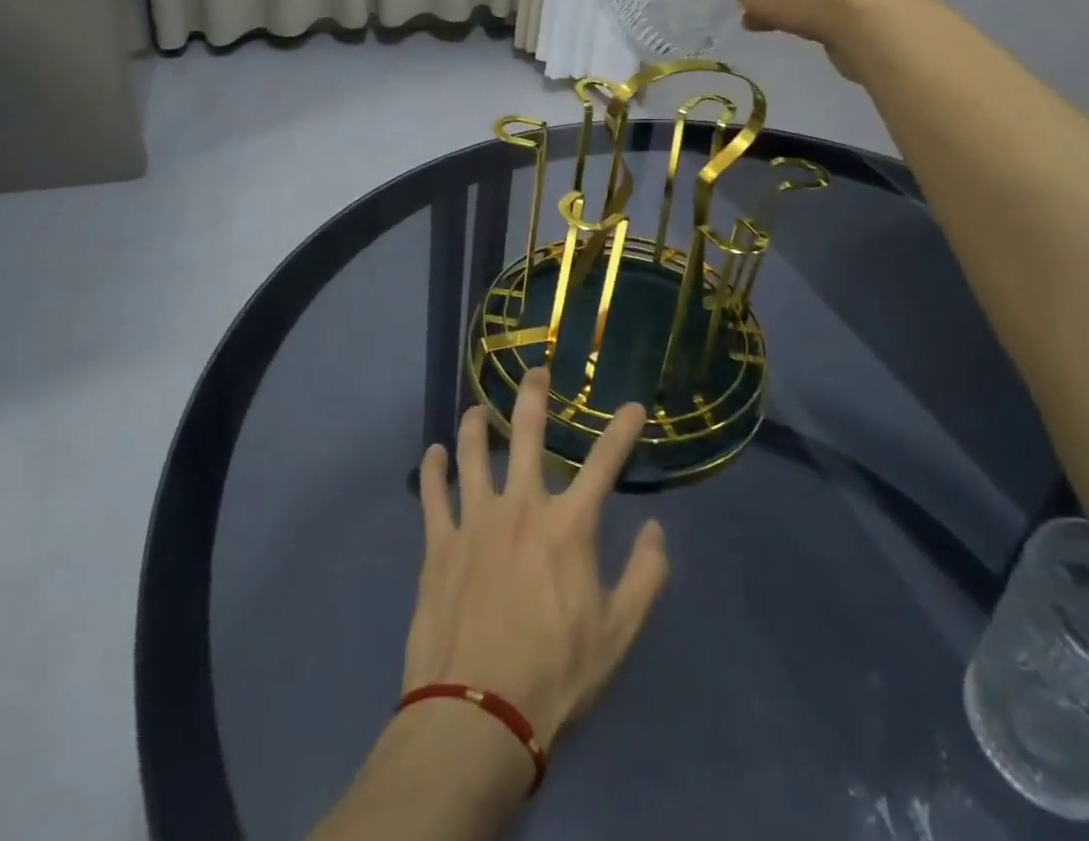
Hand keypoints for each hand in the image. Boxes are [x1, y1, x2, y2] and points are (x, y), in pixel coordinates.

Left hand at [404, 368, 669, 750]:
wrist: (477, 717)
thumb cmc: (555, 676)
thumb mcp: (618, 634)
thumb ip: (645, 577)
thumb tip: (655, 530)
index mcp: (569, 526)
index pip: (605, 463)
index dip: (622, 430)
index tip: (633, 406)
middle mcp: (522, 506)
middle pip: (528, 435)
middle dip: (534, 396)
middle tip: (536, 371)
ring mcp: (475, 521)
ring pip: (473, 453)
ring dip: (476, 425)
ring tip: (478, 408)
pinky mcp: (439, 545)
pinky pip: (433, 494)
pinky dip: (433, 469)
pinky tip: (434, 453)